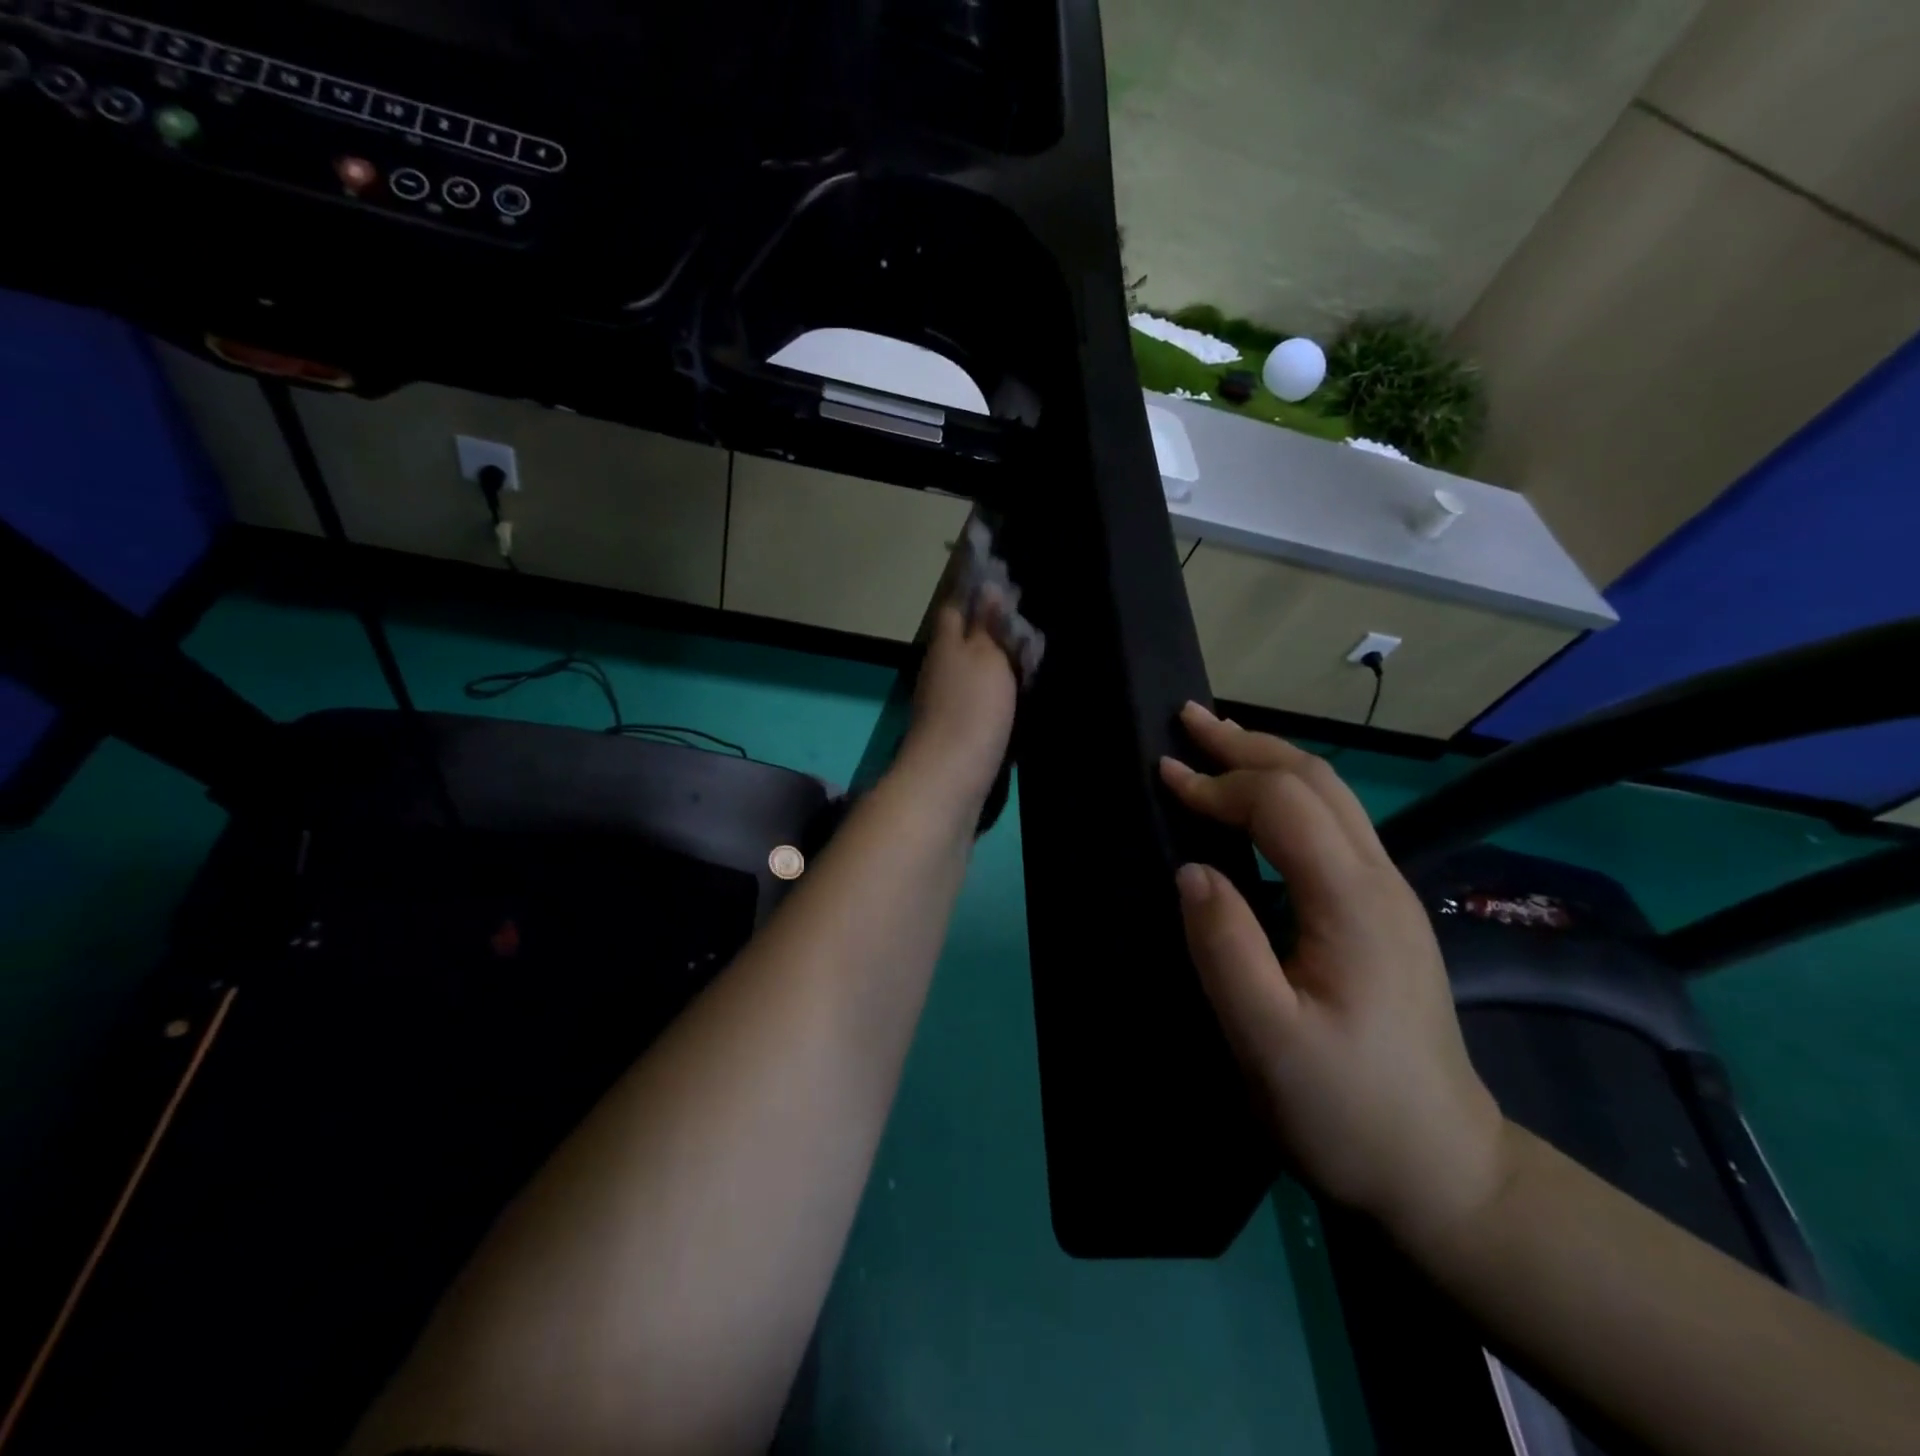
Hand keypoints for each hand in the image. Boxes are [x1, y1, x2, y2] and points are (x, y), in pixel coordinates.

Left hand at [896, 591, 1017, 808]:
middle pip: (963, 638)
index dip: (976, 592)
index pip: (955, 606)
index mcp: (946, 643)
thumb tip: (988, 588)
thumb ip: (987, 625)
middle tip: (1028, 620)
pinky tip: (1015, 693)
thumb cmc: (971, 708)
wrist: (950, 777)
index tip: (1003, 580)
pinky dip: (995, 690)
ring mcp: (944, 701)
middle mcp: (939, 668)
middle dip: (990, 627)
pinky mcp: (955, 730)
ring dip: (994, 659)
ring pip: (971, 668)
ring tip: (1030, 653)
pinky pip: (977, 697)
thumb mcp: (986, 657)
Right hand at [1159, 702, 1513, 1250]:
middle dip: (1247, 744)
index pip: (1280, 805)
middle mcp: (1379, 880)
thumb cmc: (1346, 1110)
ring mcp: (1389, 895)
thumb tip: (1191, 870)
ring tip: (1218, 741)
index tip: (1162, 773)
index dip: (1218, 782)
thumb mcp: (1267, 1041)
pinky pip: (1333, 824)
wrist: (1443, 1172)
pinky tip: (1259, 803)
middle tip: (1186, 719)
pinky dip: (1286, 791)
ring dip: (1269, 759)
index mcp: (1352, 901)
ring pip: (1331, 796)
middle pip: (1315, 781)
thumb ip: (1225, 947)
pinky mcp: (1383, 914)